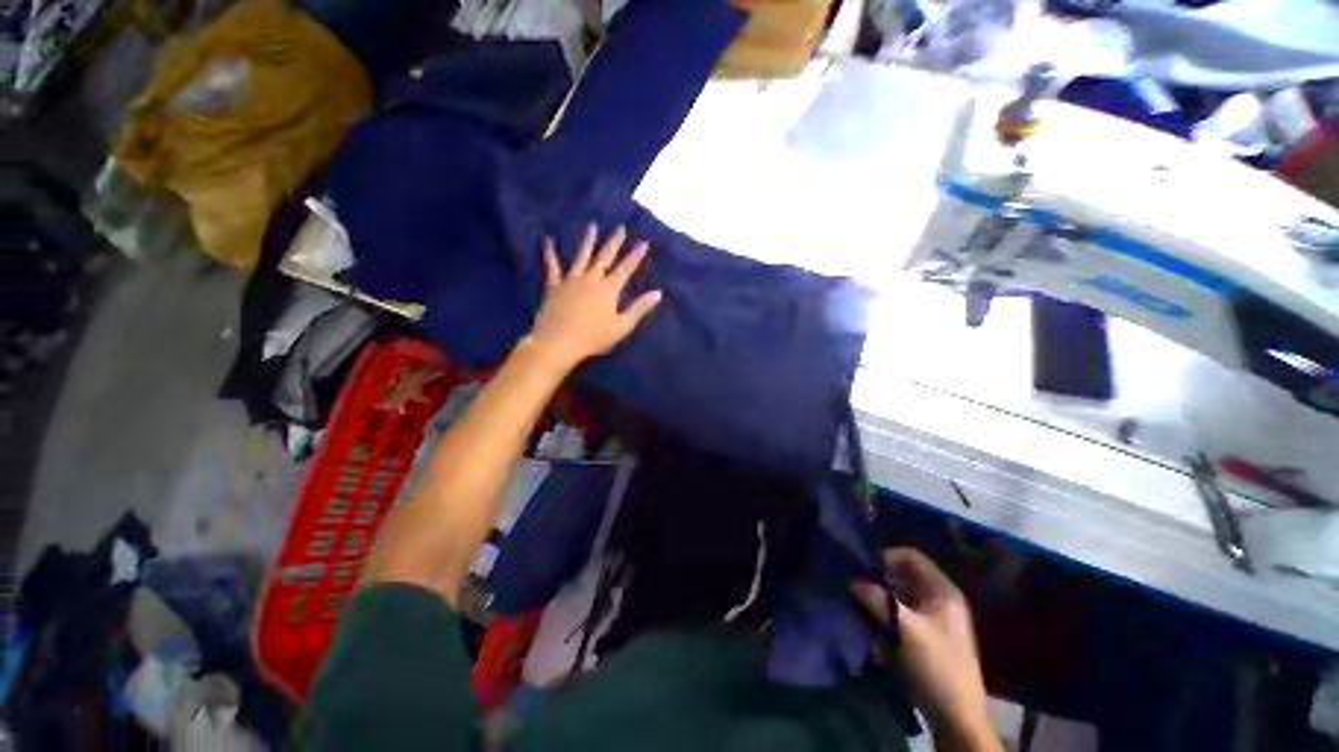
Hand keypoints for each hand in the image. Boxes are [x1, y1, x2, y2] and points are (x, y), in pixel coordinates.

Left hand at [527, 224, 661, 369]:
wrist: (559, 342)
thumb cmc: (593, 338)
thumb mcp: (622, 326)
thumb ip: (639, 308)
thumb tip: (658, 293)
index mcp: (608, 289)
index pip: (626, 269)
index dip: (635, 255)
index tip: (643, 242)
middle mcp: (591, 279)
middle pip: (605, 257)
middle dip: (614, 242)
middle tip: (620, 227)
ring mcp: (571, 280)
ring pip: (581, 256)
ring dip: (588, 240)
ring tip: (592, 226)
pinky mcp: (554, 286)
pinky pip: (552, 266)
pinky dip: (550, 253)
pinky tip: (548, 241)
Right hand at [851, 548, 999, 751]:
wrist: (956, 717)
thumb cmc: (937, 667)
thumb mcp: (905, 630)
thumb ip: (878, 600)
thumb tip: (851, 579)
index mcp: (942, 591)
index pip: (910, 556)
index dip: (885, 557)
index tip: (862, 568)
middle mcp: (938, 600)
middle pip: (902, 576)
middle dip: (878, 580)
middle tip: (854, 585)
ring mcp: (932, 619)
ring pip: (898, 596)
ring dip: (877, 599)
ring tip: (857, 605)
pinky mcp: (923, 637)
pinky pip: (898, 615)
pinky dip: (883, 616)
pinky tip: (869, 627)